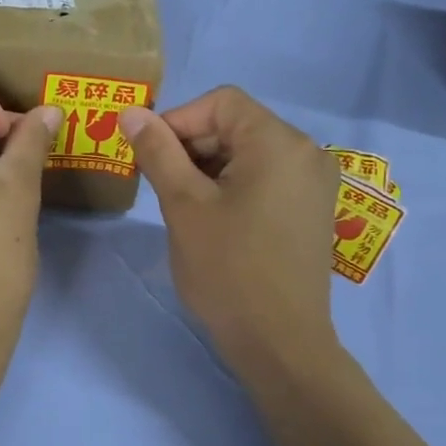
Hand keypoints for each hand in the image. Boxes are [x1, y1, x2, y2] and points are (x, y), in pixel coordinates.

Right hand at [120, 89, 339, 375]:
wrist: (280, 343)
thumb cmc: (228, 270)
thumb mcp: (183, 205)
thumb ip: (157, 151)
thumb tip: (131, 112)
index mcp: (279, 142)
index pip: (220, 102)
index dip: (177, 121)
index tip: (148, 157)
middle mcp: (306, 152)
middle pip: (237, 125)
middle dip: (192, 147)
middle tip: (160, 185)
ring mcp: (315, 183)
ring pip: (249, 153)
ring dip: (209, 168)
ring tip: (183, 207)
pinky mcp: (312, 210)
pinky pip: (266, 178)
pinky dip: (233, 186)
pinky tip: (212, 219)